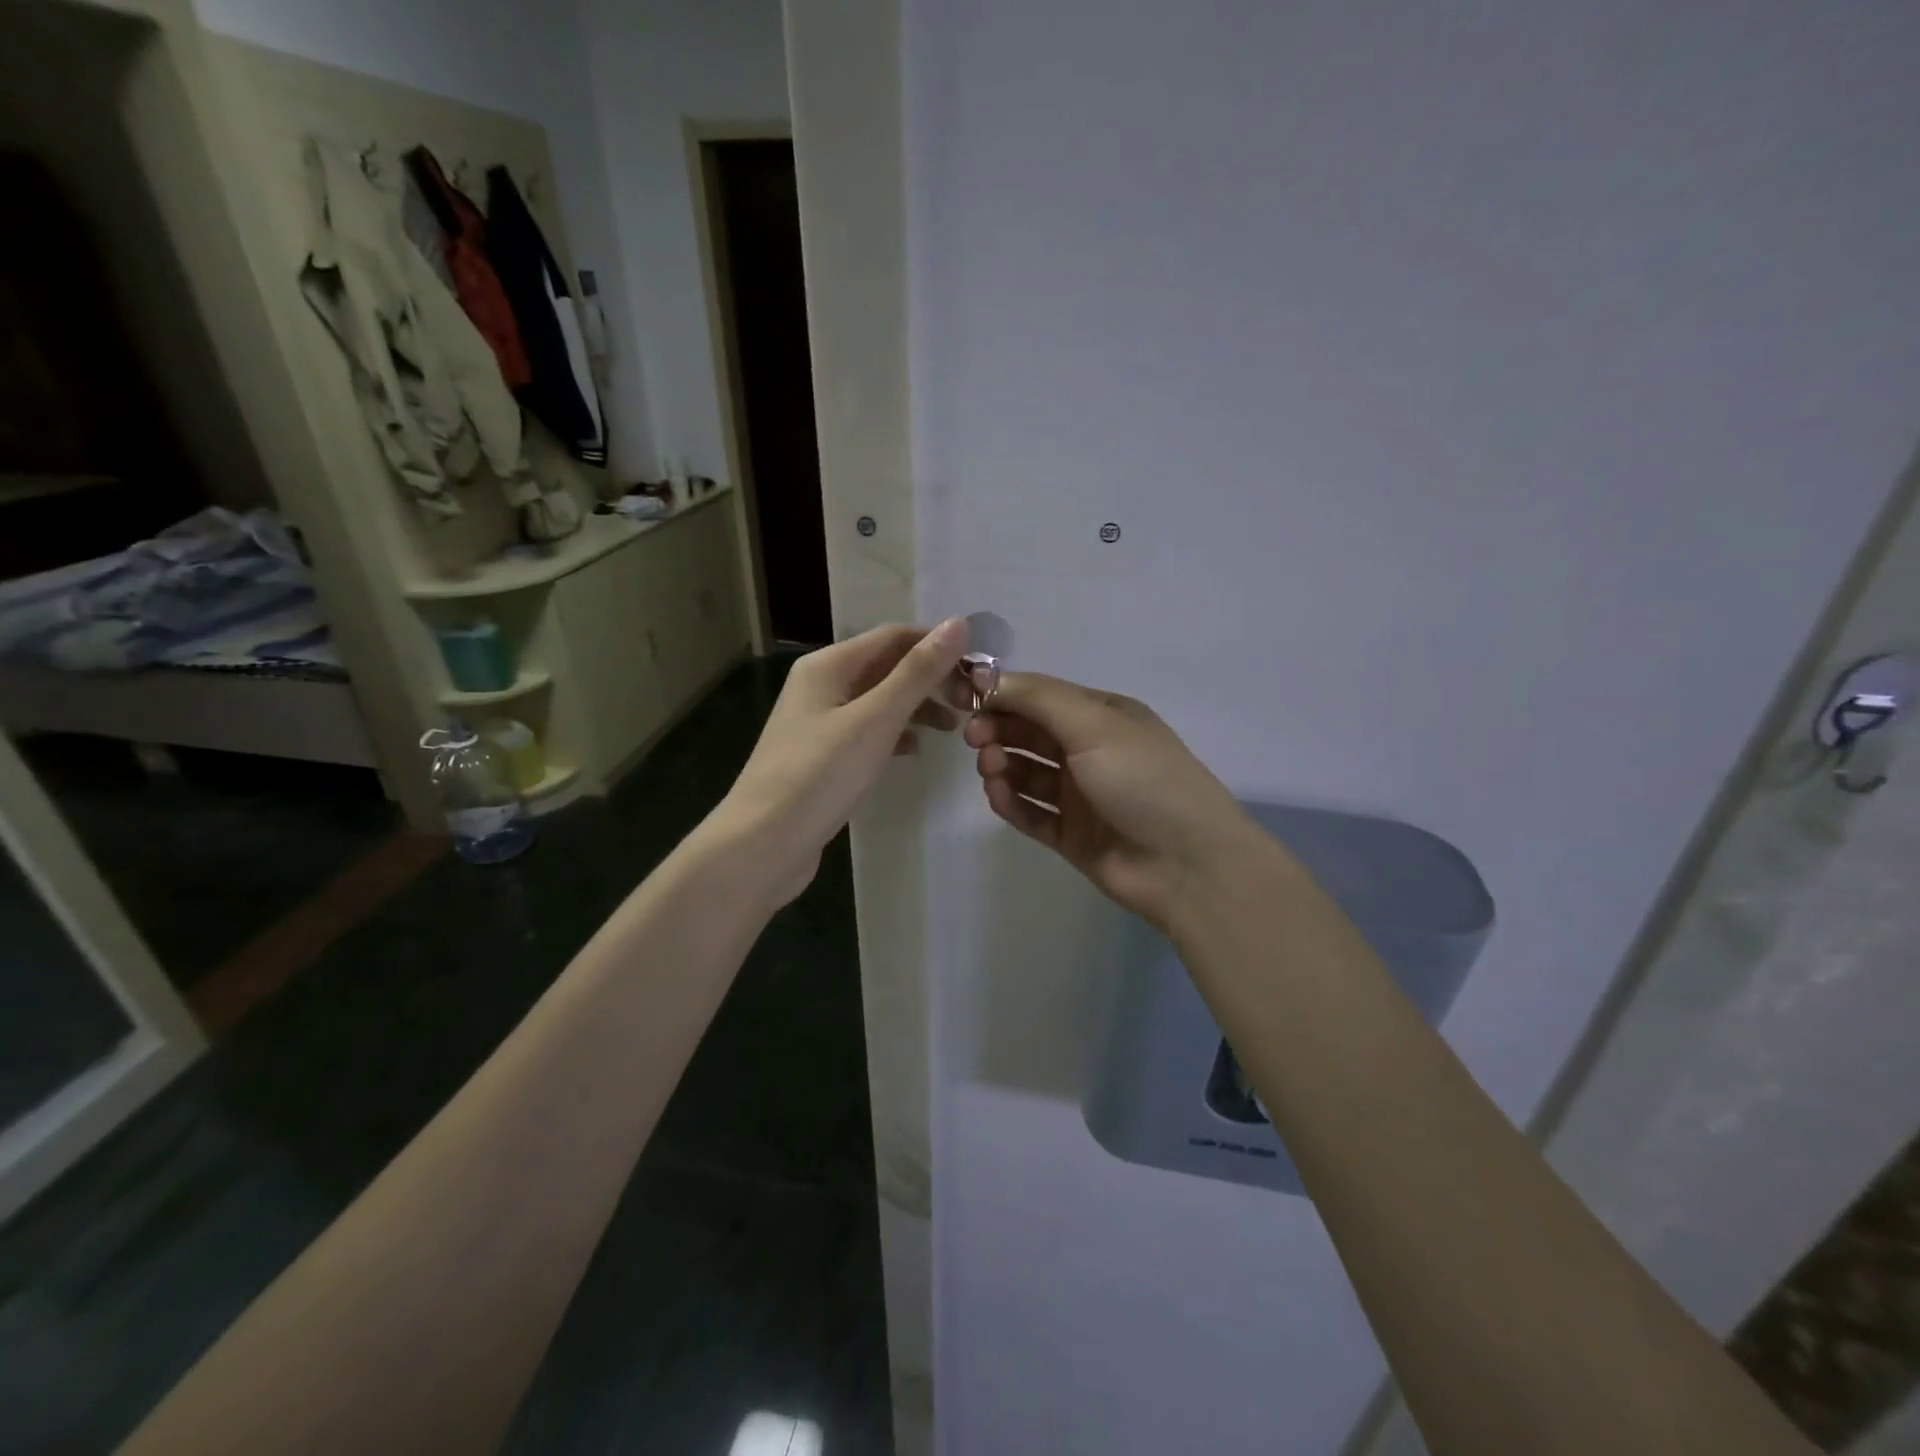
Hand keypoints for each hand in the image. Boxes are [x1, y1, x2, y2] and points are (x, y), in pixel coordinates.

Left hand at [718, 620, 969, 903]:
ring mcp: (820, 721)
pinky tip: (917, 751)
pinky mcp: (823, 755)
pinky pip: (868, 730)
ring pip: (880, 700)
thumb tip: (959, 623)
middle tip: (972, 704)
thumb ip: (917, 673)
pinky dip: (896, 734)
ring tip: (955, 728)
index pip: (895, 636)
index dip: (938, 645)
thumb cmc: (820, 775)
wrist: (764, 843)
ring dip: (918, 706)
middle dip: (931, 678)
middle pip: (887, 666)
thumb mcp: (876, 719)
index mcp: (829, 665)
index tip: (979, 670)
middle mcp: (822, 684)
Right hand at [960, 673, 1257, 930]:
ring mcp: (1080, 795)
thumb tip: (987, 678)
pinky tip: (998, 796)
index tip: (965, 699)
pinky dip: (1011, 803)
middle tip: (975, 739)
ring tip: (991, 770)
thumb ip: (1038, 698)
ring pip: (1026, 773)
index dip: (1002, 695)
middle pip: (1029, 733)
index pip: (1040, 696)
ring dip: (1002, 765)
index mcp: (1100, 716)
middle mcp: (1088, 751)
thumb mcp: (1094, 723)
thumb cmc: (1142, 779)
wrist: (1186, 863)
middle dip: (998, 730)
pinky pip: (1031, 813)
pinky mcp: (1071, 835)